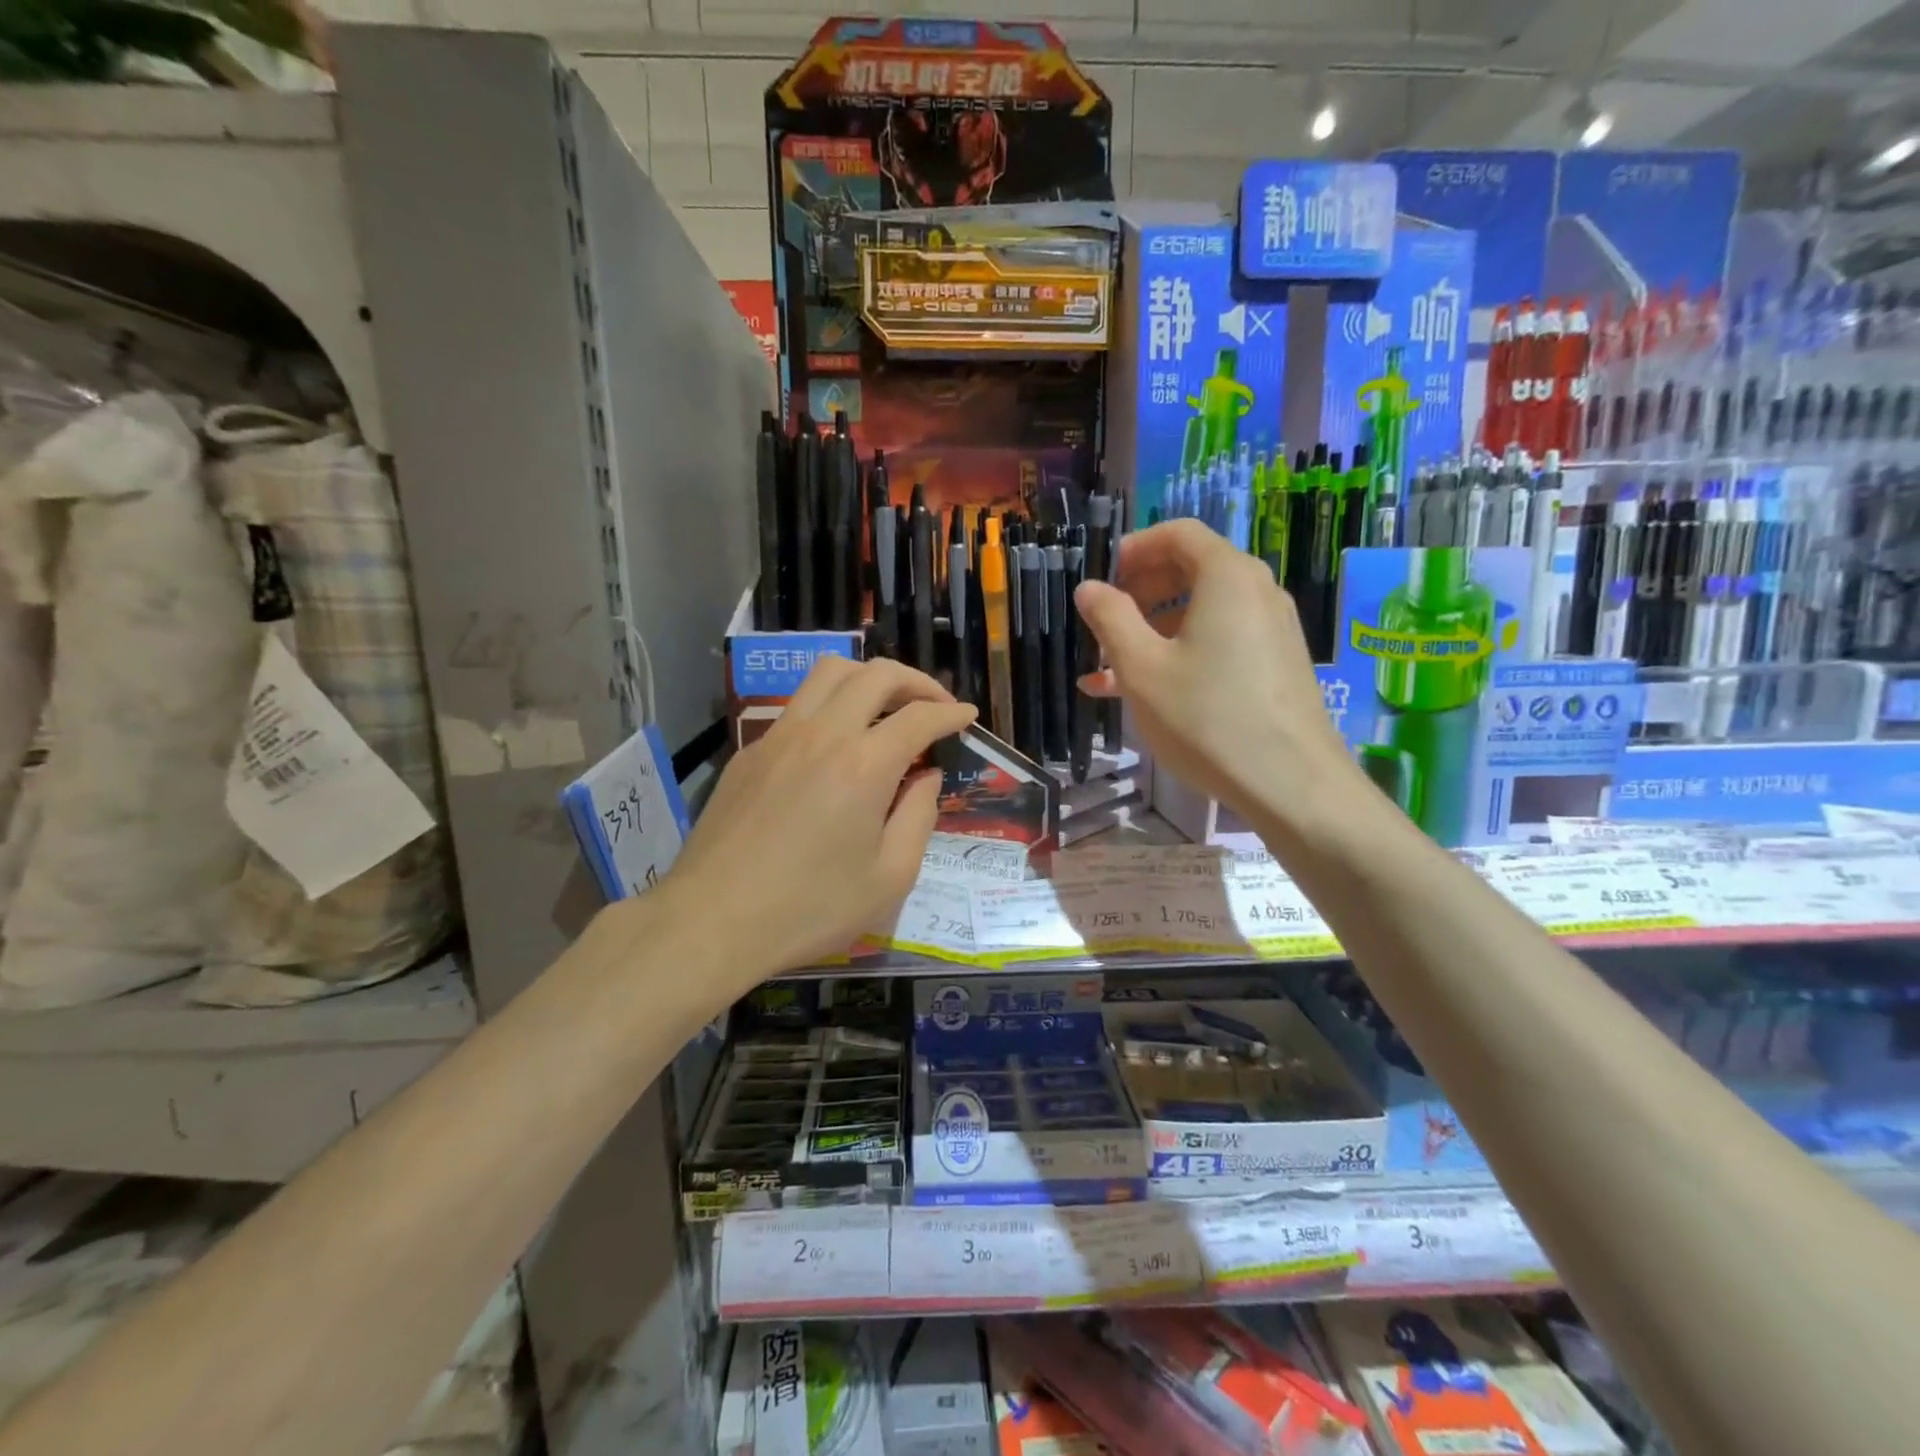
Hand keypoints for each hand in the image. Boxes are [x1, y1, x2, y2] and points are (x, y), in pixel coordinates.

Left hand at [661, 656, 974, 986]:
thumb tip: (926, 776)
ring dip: (868, 678)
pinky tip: (835, 742)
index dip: (950, 712)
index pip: (919, 716)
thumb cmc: (810, 908)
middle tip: (934, 705)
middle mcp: (823, 733)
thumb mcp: (890, 877)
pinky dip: (830, 704)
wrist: (713, 920)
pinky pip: (799, 705)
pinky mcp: (751, 752)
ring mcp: (780, 736)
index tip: (967, 716)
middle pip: (875, 674)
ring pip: (829, 673)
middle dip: (915, 681)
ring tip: (886, 706)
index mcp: (864, 764)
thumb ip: (919, 817)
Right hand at [1074, 519, 1362, 832]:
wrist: (1291, 783)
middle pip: (1191, 570)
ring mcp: (1271, 629)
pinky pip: (1220, 641)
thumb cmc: (1206, 717)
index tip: (1101, 579)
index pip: (1178, 534)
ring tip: (1110, 669)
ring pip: (1202, 612)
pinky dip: (1181, 653)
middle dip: (1140, 592)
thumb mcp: (1142, 668)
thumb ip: (1110, 618)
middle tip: (1104, 623)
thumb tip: (1089, 588)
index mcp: (1226, 576)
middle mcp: (1256, 591)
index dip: (1133, 549)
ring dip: (1153, 630)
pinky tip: (1146, 692)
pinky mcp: (1276, 664)